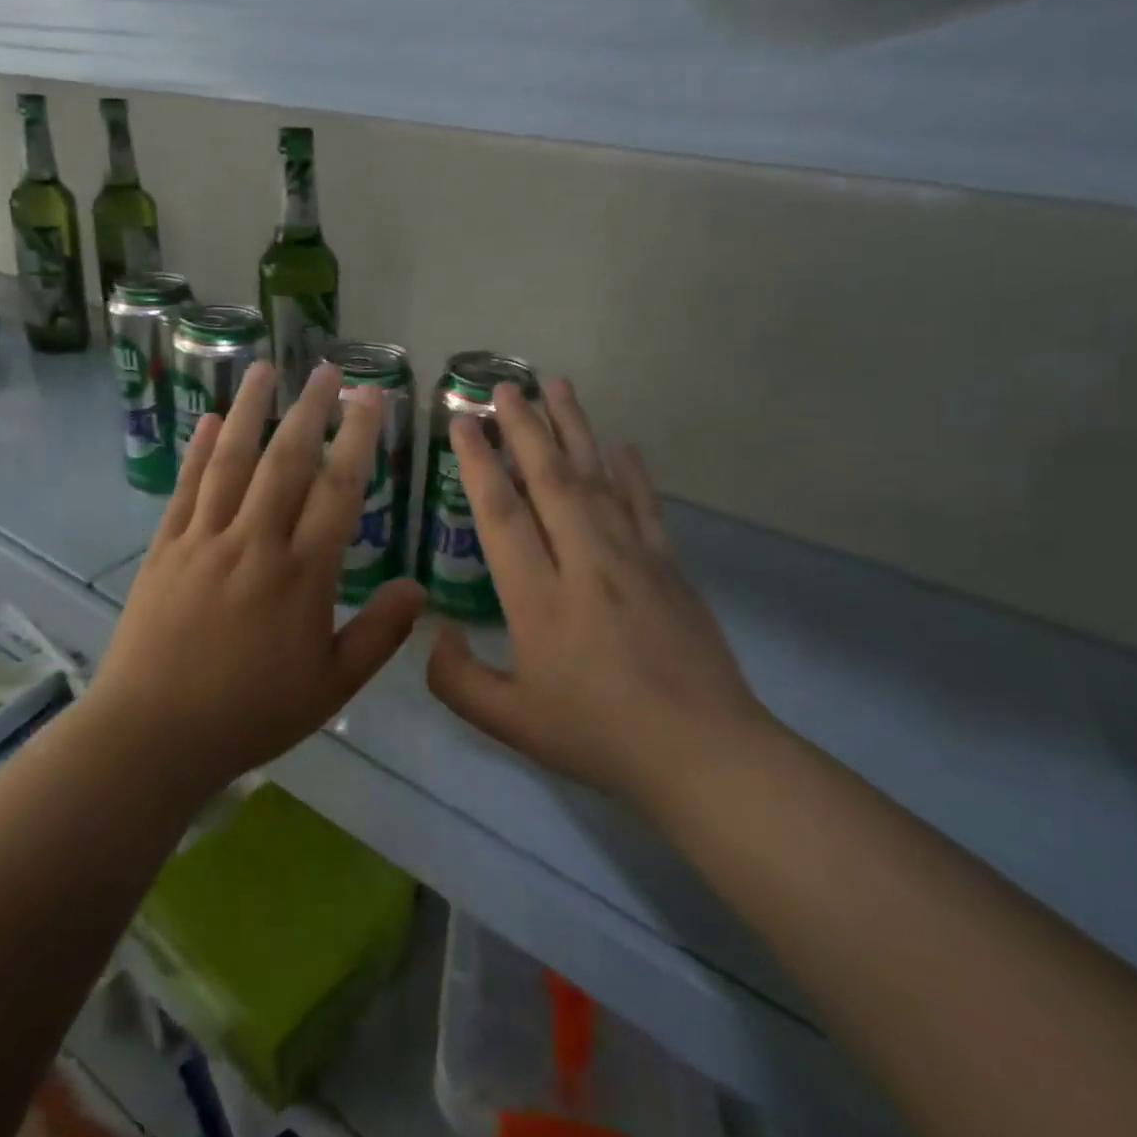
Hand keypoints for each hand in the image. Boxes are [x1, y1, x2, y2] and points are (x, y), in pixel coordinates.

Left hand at [90, 361, 425, 801]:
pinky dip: (197, 450)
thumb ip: (379, 635)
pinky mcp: (165, 549)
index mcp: (301, 574)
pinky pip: (185, 488)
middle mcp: (254, 543)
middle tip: (326, 369)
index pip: (338, 490)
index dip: (358, 438)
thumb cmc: (250, 714)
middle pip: (286, 461)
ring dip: (248, 410)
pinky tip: (206, 419)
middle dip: (310, 409)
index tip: (370, 398)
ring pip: (230, 461)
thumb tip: (419, 589)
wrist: (151, 737)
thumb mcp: (331, 687)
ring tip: (262, 368)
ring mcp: (203, 540)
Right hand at [425, 379, 772, 808]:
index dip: (477, 463)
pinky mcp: (669, 565)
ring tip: (556, 385)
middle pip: (549, 477)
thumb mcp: (511, 723)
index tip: (462, 423)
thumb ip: (457, 679)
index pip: (501, 513)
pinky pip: (645, 505)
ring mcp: (632, 557)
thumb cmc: (598, 735)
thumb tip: (435, 633)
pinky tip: (621, 445)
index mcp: (538, 597)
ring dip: (574, 428)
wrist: (701, 752)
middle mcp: (583, 561)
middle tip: (505, 385)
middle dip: (523, 426)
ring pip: (596, 478)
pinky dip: (631, 471)